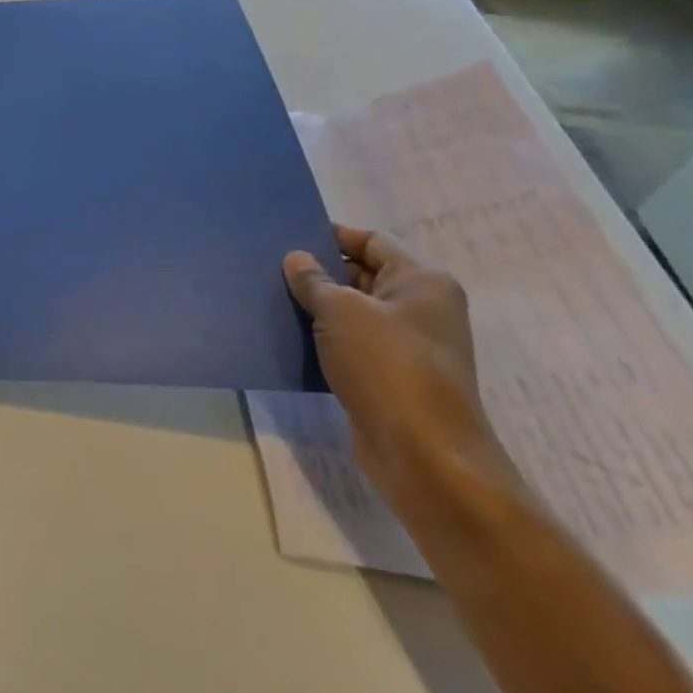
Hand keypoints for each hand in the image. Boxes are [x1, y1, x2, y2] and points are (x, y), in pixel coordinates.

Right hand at [283, 226, 514, 506]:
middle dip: (318, 271)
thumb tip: (296, 259)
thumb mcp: (340, 311)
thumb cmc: (388, 366)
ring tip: (270, 297)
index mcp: (422, 282)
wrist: (424, 456)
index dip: (330, 235)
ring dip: (316, 307)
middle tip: (269, 266)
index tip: (286, 237)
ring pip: (352, 312)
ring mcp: (408, 346)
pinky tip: (287, 336)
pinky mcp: (391, 377)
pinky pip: (350, 344)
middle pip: (361, 274)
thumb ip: (313, 279)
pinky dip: (322, 339)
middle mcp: (421, 309)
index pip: (371, 241)